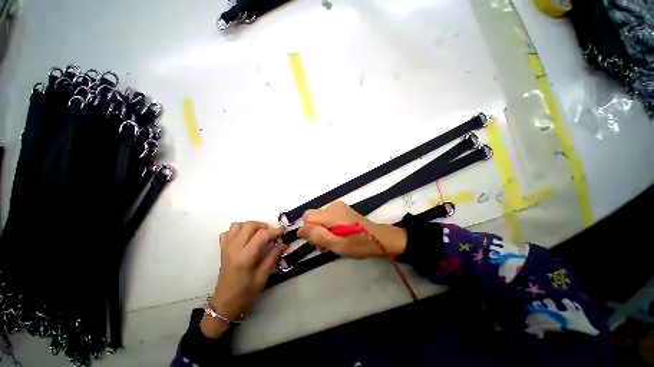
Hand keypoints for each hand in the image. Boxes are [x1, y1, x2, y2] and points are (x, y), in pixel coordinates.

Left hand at [201, 221, 287, 337]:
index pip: (262, 235)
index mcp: (245, 257)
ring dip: (250, 226)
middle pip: (249, 225)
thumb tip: (285, 244)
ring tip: (258, 234)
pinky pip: (228, 232)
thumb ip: (273, 257)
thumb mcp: (263, 276)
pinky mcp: (223, 250)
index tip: (284, 231)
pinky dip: (238, 231)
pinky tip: (245, 239)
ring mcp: (226, 248)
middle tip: (271, 234)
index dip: (275, 231)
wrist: (224, 304)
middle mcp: (234, 248)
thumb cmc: (245, 293)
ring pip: (237, 225)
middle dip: (263, 226)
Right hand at [297, 201, 406, 258]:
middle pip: (313, 217)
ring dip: (322, 231)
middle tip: (326, 246)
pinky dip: (328, 227)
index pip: (307, 217)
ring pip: (320, 218)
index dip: (309, 230)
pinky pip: (327, 217)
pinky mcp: (342, 209)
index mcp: (332, 214)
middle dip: (315, 232)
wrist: (379, 238)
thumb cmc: (359, 244)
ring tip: (333, 243)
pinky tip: (337, 235)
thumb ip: (317, 236)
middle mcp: (333, 206)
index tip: (317, 242)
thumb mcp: (337, 245)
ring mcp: (338, 207)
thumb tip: (299, 230)